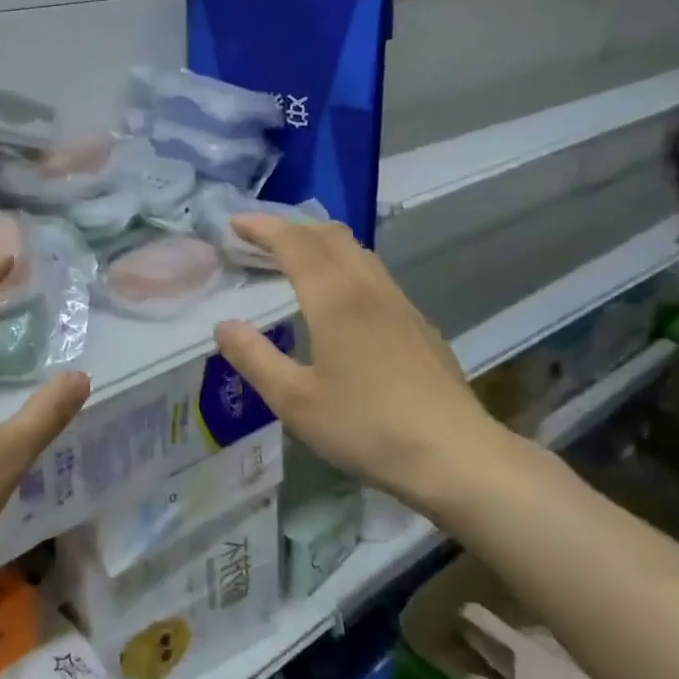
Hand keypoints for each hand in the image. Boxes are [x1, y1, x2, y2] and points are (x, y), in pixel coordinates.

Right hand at [211, 217, 513, 514]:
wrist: (455, 455)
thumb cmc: (366, 427)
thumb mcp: (294, 400)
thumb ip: (254, 358)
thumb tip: (223, 326)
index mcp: (335, 299)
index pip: (295, 243)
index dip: (262, 227)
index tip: (234, 223)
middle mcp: (369, 289)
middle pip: (330, 236)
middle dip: (290, 227)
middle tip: (257, 240)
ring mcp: (400, 305)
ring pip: (357, 252)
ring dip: (319, 244)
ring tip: (292, 261)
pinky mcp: (418, 325)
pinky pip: (374, 275)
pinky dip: (343, 266)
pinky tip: (338, 300)